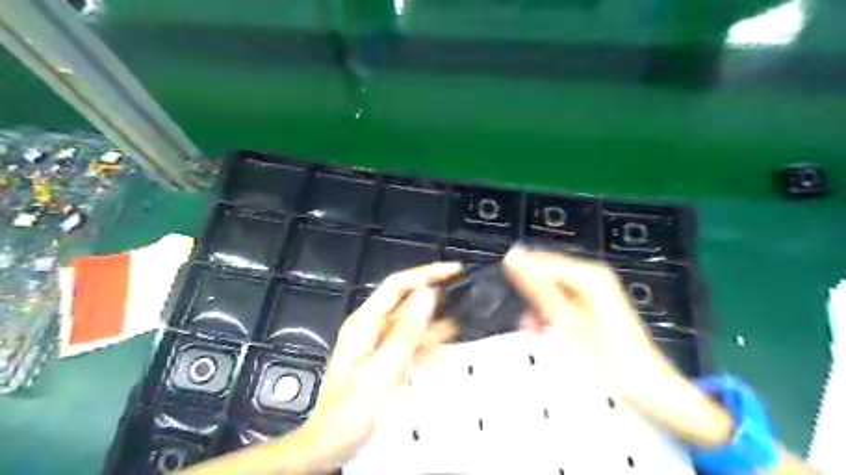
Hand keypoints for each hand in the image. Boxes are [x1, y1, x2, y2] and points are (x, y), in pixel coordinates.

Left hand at [175, 264, 459, 474]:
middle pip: (405, 301)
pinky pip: (409, 344)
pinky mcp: (384, 360)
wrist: (330, 445)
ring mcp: (377, 344)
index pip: (397, 286)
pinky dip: (426, 345)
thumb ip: (406, 332)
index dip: (425, 274)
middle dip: (433, 296)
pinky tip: (441, 351)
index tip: (452, 271)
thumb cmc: (349, 411)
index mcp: (364, 323)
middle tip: (462, 295)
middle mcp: (370, 328)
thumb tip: (426, 294)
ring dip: (433, 323)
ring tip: (457, 327)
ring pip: (410, 323)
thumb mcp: (381, 370)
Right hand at [500, 246, 674, 382]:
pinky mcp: (592, 307)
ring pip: (553, 291)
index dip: (523, 278)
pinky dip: (553, 316)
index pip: (542, 261)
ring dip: (541, 309)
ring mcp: (594, 292)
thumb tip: (514, 259)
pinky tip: (550, 331)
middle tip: (529, 320)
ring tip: (539, 330)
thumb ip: (537, 288)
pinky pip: (562, 303)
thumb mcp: (564, 320)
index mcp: (589, 274)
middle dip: (533, 296)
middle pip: (548, 276)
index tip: (509, 294)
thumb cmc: (608, 357)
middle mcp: (593, 277)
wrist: (646, 388)